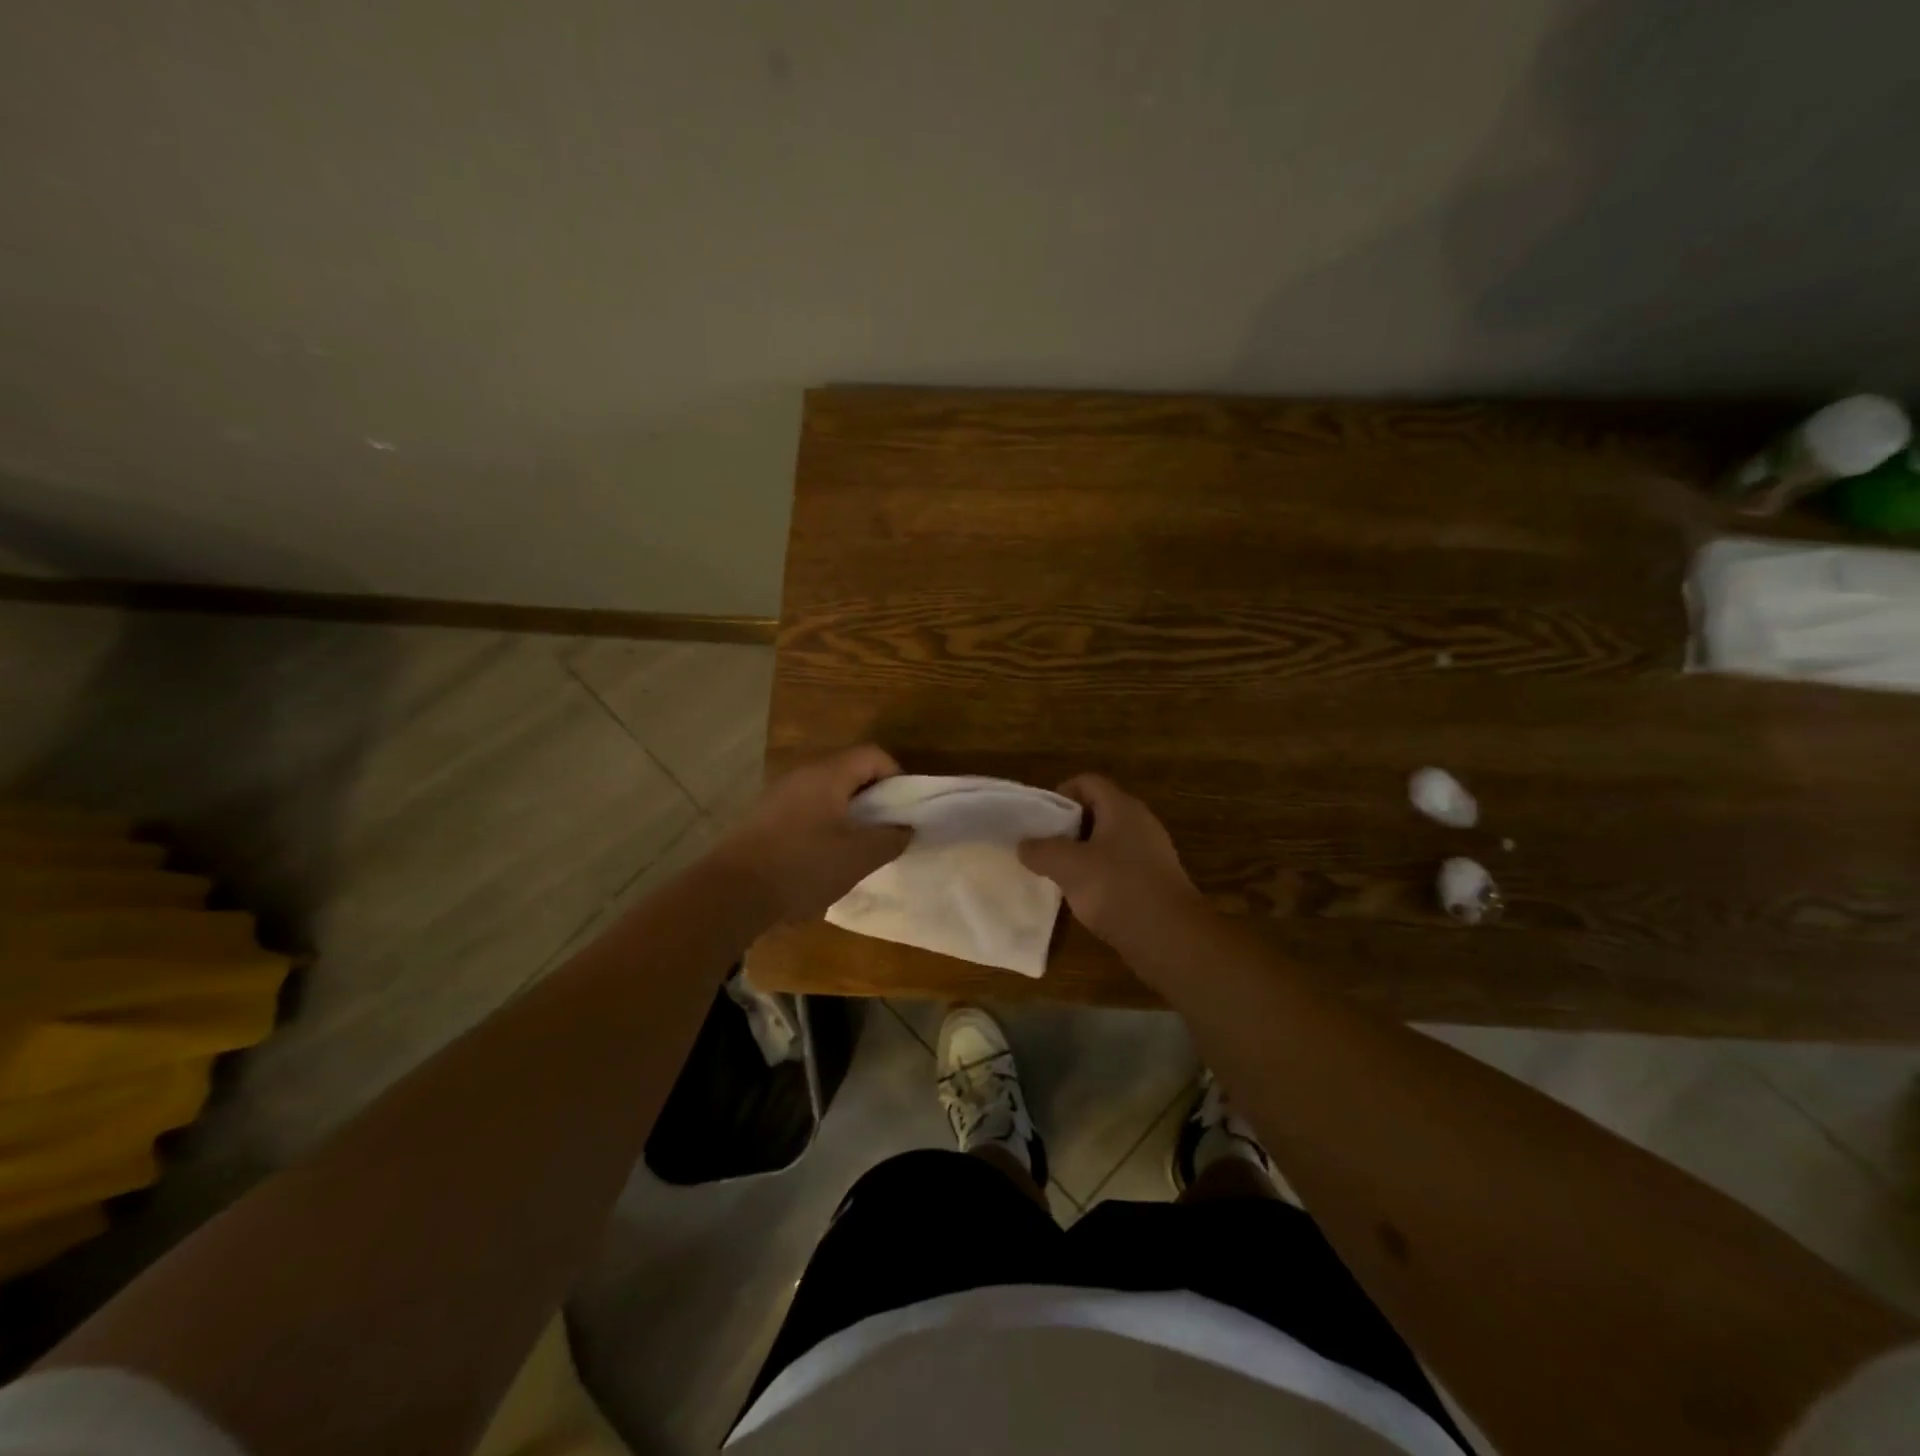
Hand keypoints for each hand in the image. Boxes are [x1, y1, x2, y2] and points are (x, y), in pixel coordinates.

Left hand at [713, 745, 910, 922]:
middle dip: (873, 797)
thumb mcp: (858, 857)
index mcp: (828, 774)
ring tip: (857, 846)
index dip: (896, 776)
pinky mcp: (762, 816)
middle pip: (848, 770)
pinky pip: (805, 808)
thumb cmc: (803, 865)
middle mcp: (802, 774)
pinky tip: (822, 857)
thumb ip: (890, 839)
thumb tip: (905, 828)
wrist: (732, 892)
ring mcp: (778, 794)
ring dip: (847, 812)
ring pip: (826, 791)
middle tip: (885, 828)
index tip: (904, 809)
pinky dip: (823, 823)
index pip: (873, 754)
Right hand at [1017, 774, 1203, 948]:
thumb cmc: (1117, 889)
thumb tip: (1024, 845)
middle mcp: (1140, 823)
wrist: (1170, 937)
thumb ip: (1042, 850)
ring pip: (1108, 841)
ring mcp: (1151, 852)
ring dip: (1082, 853)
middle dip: (1068, 826)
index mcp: (1122, 808)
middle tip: (1045, 847)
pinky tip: (1086, 896)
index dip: (1060, 794)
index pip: (1088, 782)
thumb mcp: (1068, 867)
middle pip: (1098, 810)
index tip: (1041, 820)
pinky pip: (1120, 866)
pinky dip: (1100, 874)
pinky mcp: (1155, 880)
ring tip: (1060, 873)